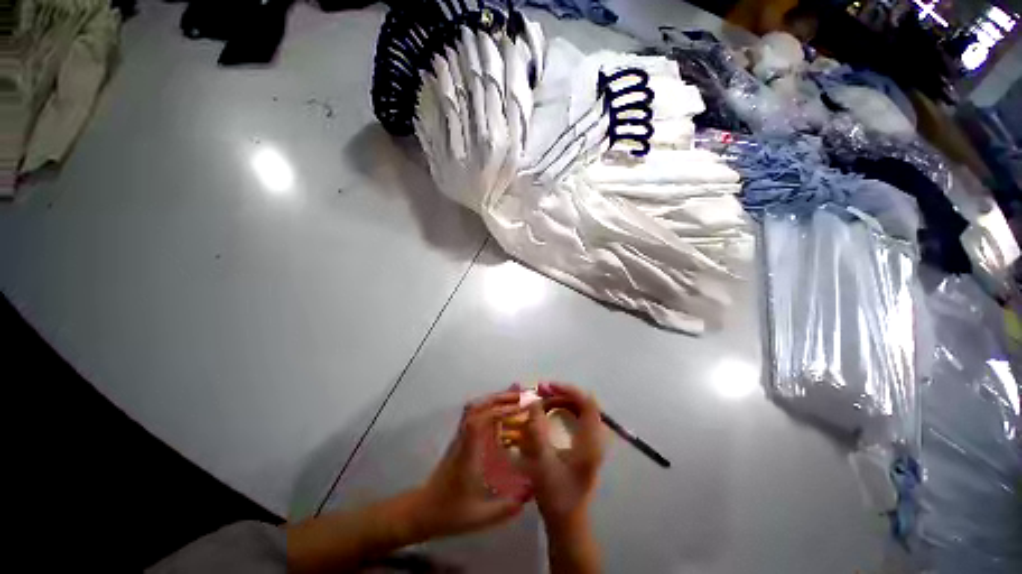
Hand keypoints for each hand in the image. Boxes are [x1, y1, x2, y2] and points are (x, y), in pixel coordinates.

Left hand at [411, 390, 533, 538]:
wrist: (423, 509)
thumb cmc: (449, 511)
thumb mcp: (478, 516)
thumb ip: (504, 508)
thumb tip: (529, 496)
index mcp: (467, 453)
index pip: (477, 422)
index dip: (497, 411)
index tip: (517, 408)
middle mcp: (463, 439)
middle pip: (476, 407)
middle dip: (499, 398)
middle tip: (520, 397)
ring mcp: (460, 437)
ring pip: (474, 408)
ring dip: (494, 400)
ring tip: (514, 400)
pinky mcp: (461, 438)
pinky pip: (474, 415)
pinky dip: (490, 408)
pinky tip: (502, 413)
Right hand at [520, 383, 605, 532]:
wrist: (567, 522)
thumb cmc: (555, 495)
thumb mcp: (542, 462)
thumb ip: (537, 429)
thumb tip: (532, 400)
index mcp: (590, 443)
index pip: (587, 403)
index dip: (568, 390)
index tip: (548, 386)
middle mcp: (595, 438)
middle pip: (583, 403)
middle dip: (561, 393)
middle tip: (540, 390)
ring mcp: (592, 441)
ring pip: (579, 409)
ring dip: (561, 400)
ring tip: (541, 398)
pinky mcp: (586, 445)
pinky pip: (576, 417)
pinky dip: (562, 409)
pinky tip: (548, 410)